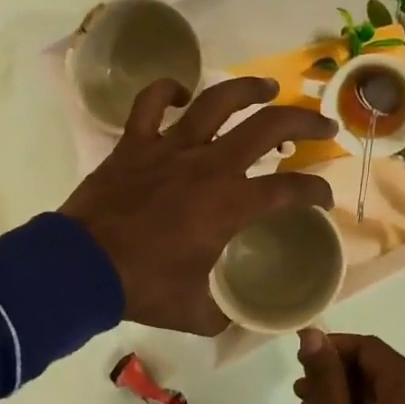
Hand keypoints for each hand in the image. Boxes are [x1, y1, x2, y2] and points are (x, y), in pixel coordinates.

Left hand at [61, 76, 335, 333]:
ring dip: (249, 89)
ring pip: (217, 101)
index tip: (323, 197)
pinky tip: (181, 93)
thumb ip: (224, 313)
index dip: (316, 190)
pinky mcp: (135, 143)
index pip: (290, 189)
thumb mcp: (196, 312)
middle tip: (323, 123)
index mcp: (230, 204)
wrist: (81, 268)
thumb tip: (239, 318)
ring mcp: (170, 147)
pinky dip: (166, 90)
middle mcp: (209, 165)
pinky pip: (150, 103)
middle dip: (305, 121)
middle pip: (269, 126)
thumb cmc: (142, 288)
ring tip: (269, 86)